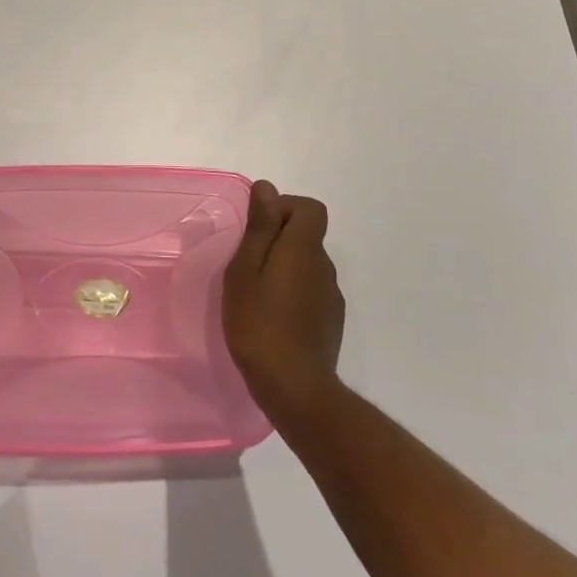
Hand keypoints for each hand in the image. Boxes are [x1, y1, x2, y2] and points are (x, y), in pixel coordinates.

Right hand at [223, 180, 344, 419]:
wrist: (295, 389)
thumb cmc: (259, 323)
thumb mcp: (245, 270)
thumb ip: (259, 227)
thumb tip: (267, 187)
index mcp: (304, 248)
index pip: (310, 208)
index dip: (285, 208)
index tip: (258, 229)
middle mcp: (324, 266)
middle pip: (307, 235)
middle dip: (278, 239)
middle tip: (247, 265)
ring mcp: (331, 296)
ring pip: (308, 265)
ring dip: (285, 268)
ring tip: (257, 294)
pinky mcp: (331, 322)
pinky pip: (312, 291)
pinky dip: (294, 292)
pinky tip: (274, 318)